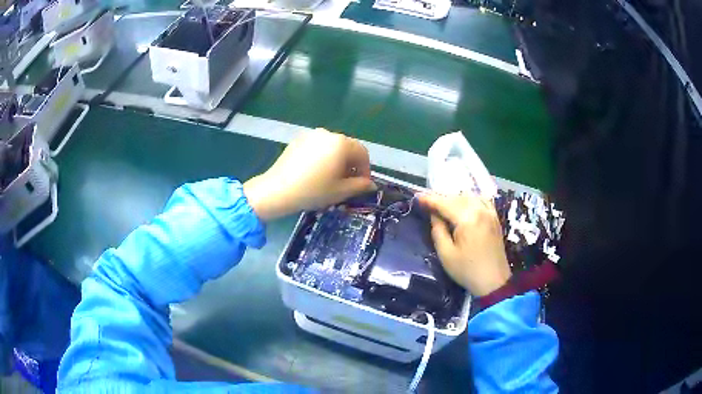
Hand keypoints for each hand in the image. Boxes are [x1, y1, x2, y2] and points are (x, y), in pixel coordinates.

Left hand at [244, 129, 375, 220]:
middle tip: (348, 182)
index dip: (366, 169)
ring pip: (332, 146)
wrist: (277, 190)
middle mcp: (328, 134)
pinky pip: (318, 146)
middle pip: (348, 147)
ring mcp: (311, 135)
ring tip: (331, 177)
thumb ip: (360, 186)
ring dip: (337, 159)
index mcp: (341, 144)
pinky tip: (315, 171)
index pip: (362, 153)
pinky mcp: (299, 139)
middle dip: (352, 164)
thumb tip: (371, 185)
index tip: (362, 185)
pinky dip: (323, 156)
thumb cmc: (313, 191)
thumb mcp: (340, 191)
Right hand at [418, 194, 510, 296]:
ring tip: (443, 206)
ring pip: (469, 197)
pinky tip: (463, 206)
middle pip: (457, 197)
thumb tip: (434, 215)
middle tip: (427, 203)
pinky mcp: (494, 218)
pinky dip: (470, 200)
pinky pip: (481, 200)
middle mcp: (480, 210)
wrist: (494, 281)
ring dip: (455, 198)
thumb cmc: (467, 270)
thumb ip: (438, 230)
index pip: (445, 203)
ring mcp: (490, 213)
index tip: (418, 198)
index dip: (430, 199)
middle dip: (441, 198)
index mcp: (467, 219)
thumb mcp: (446, 254)